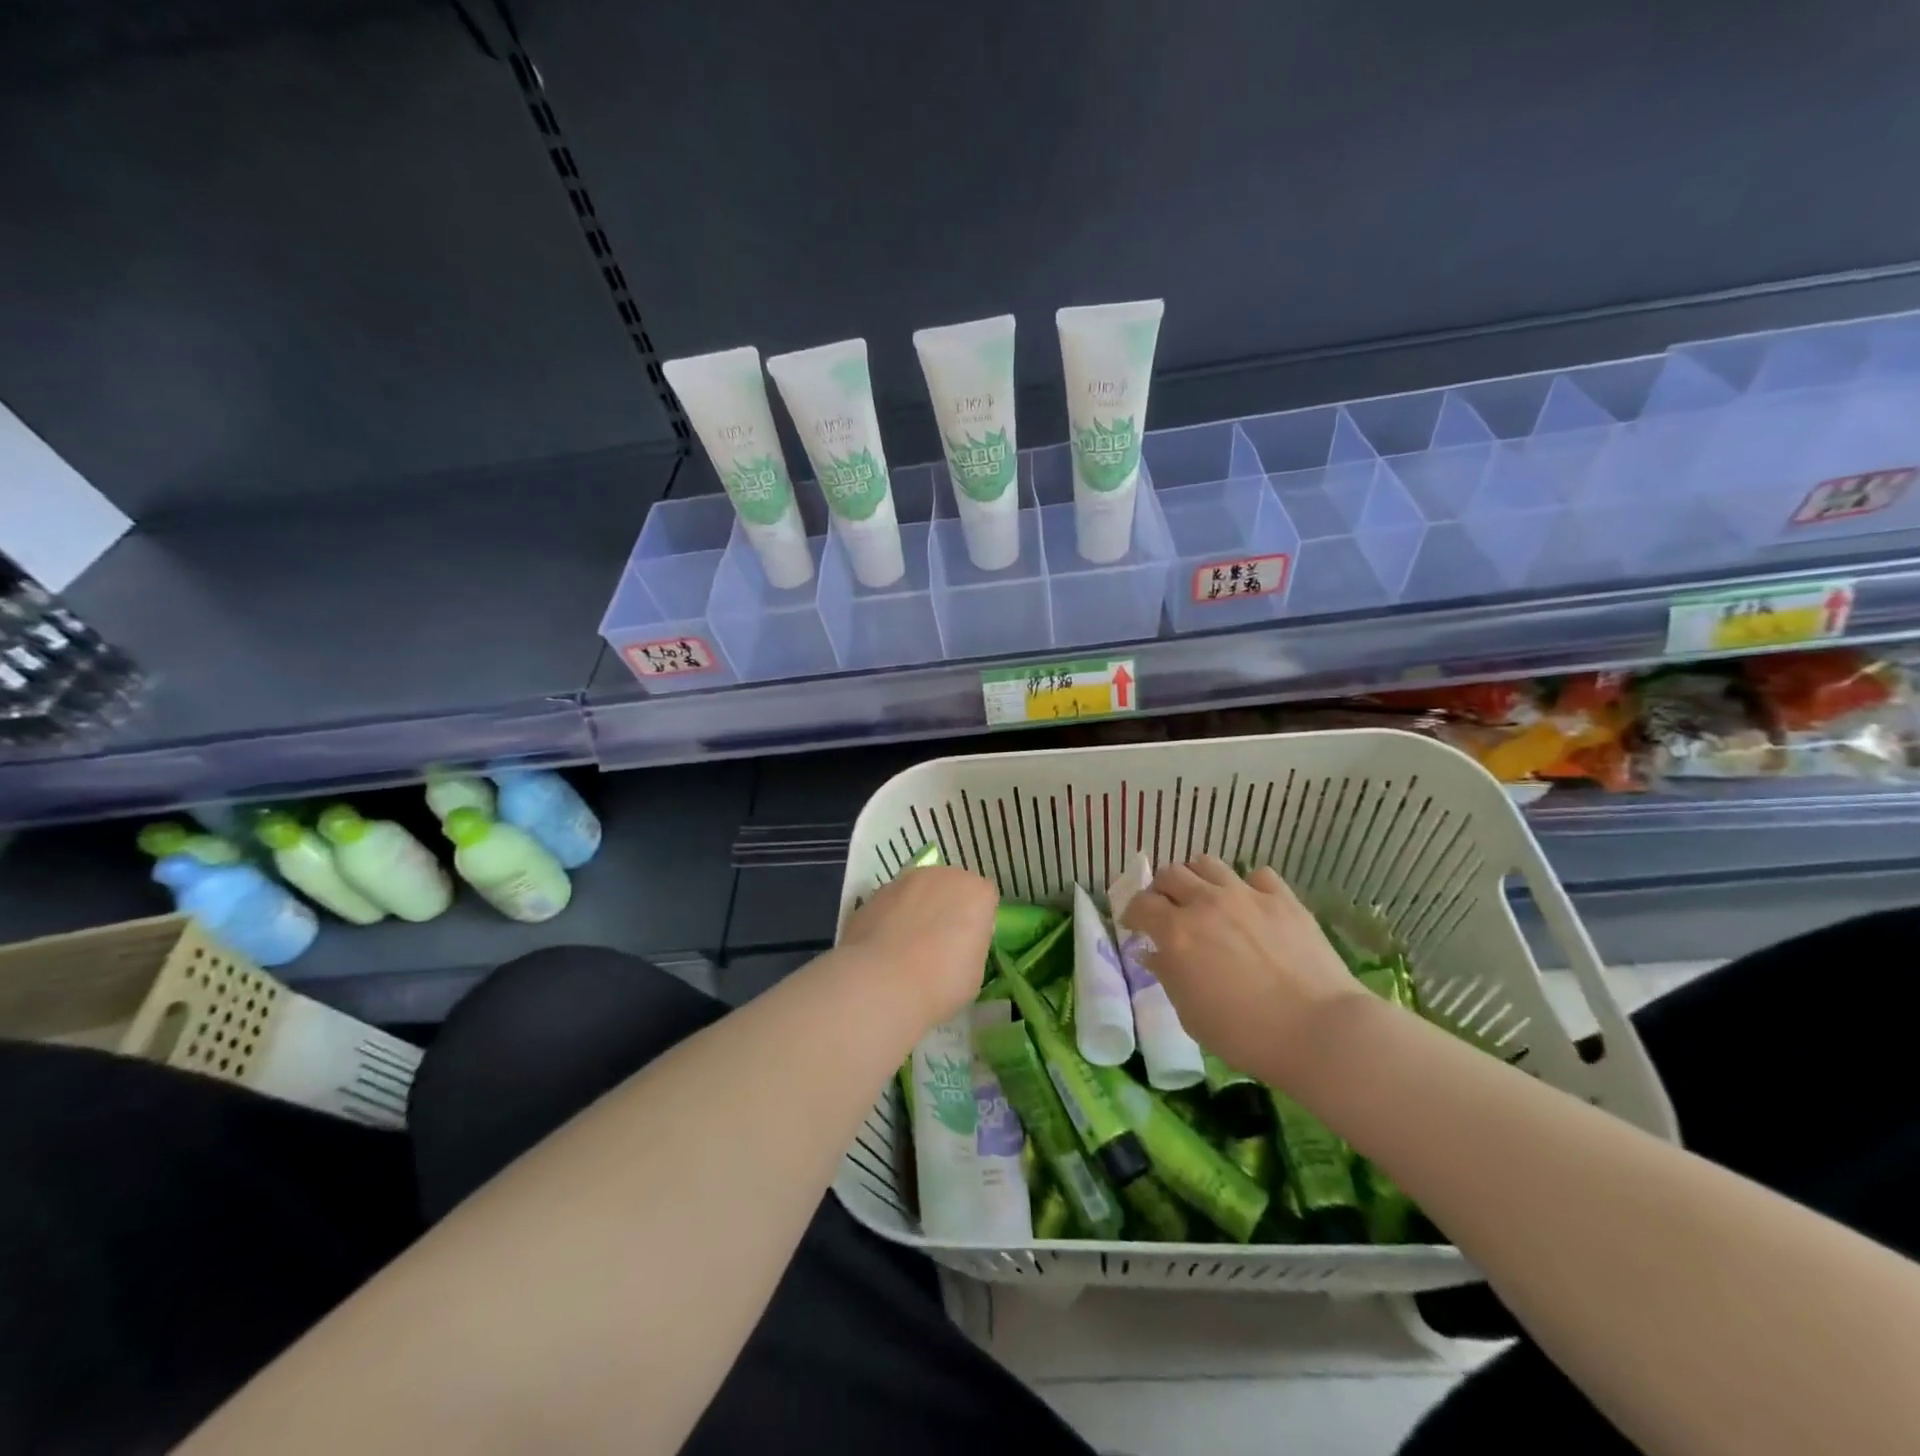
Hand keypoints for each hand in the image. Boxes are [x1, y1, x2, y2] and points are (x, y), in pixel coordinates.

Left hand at [838, 866, 996, 1028]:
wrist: (883, 982)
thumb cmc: (941, 982)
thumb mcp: (975, 971)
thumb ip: (970, 945)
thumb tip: (956, 945)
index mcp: (977, 892)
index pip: (985, 899)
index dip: (977, 922)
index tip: (968, 945)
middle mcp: (944, 876)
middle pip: (951, 887)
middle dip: (947, 908)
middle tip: (939, 944)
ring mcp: (906, 880)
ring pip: (919, 892)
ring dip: (917, 909)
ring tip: (906, 947)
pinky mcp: (875, 892)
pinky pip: (892, 904)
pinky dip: (891, 918)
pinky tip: (884, 948)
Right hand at [1120, 856, 1367, 1083]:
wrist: (1319, 1031)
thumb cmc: (1246, 1034)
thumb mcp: (1190, 1015)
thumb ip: (1168, 976)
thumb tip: (1154, 954)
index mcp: (1176, 932)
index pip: (1140, 903)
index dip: (1133, 913)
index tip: (1136, 927)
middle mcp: (1205, 903)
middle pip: (1170, 874)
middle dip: (1161, 890)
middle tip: (1167, 911)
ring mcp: (1246, 895)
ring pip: (1207, 863)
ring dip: (1197, 878)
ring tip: (1204, 898)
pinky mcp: (1282, 898)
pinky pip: (1256, 875)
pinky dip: (1246, 886)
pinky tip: (1251, 905)